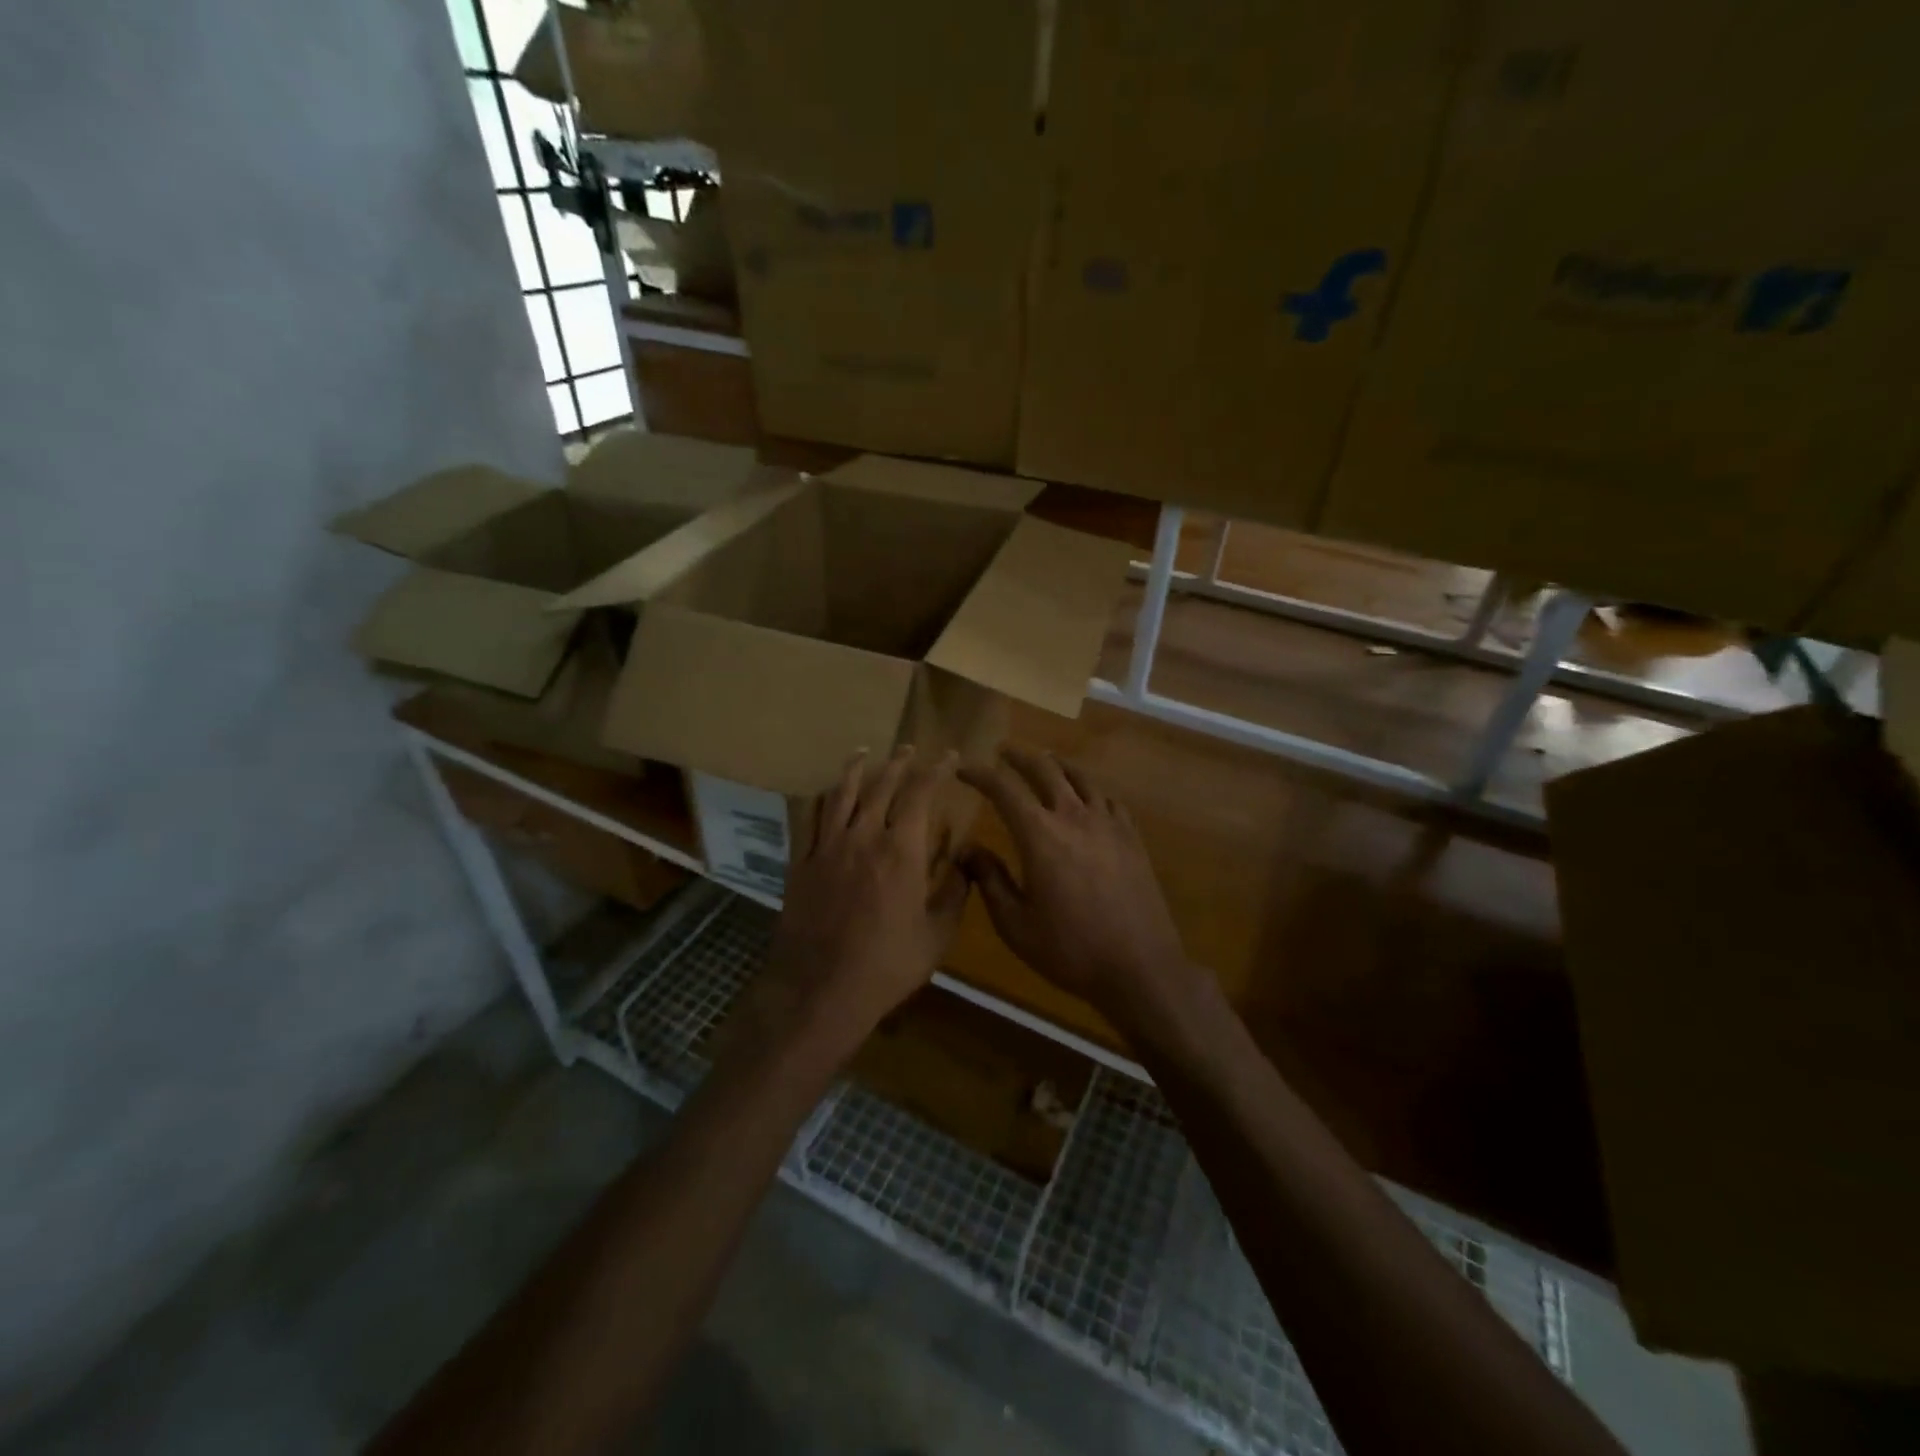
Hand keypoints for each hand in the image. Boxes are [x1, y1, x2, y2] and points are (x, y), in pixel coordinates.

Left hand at [754, 747, 969, 1062]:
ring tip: (864, 753)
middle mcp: (864, 837)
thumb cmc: (888, 966)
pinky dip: (821, 799)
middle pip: (881, 786)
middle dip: (899, 763)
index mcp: (902, 851)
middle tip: (909, 750)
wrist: (821, 990)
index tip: (950, 756)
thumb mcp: (937, 935)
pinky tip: (825, 794)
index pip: (921, 794)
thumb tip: (965, 862)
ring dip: (855, 769)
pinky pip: (809, 819)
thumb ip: (955, 893)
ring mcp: (827, 848)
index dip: (937, 770)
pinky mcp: (801, 863)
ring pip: (841, 794)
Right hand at [959, 747, 1204, 1040]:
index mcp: (1040, 835)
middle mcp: (1074, 817)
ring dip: (1057, 764)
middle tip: (1003, 751)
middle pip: (1045, 769)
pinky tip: (1087, 796)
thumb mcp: (1015, 924)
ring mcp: (1108, 824)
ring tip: (1045, 761)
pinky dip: (1089, 788)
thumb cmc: (1070, 949)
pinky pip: (1108, 798)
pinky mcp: (1132, 837)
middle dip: (1020, 756)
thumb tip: (968, 849)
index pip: (1004, 789)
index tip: (964, 769)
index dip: (981, 774)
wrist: (1140, 967)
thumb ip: (990, 880)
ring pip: (1081, 777)